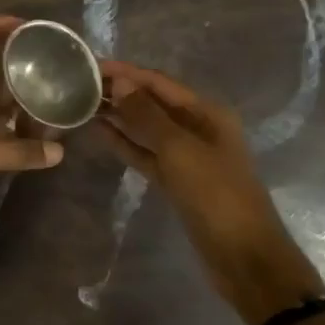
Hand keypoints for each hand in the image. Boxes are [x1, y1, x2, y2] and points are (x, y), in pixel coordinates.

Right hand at [96, 59, 324, 324]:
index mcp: (207, 113)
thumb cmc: (216, 196)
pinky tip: (100, 132)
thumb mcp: (180, 151)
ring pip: (147, 128)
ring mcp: (187, 156)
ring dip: (119, 116)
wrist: (244, 259)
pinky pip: (146, 153)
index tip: (91, 64)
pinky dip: (125, 143)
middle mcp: (198, 128)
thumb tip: (121, 82)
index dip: (126, 72)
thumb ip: (148, 116)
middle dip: (121, 91)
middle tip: (80, 83)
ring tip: (83, 103)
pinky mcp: (176, 181)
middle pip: (153, 102)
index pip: (159, 82)